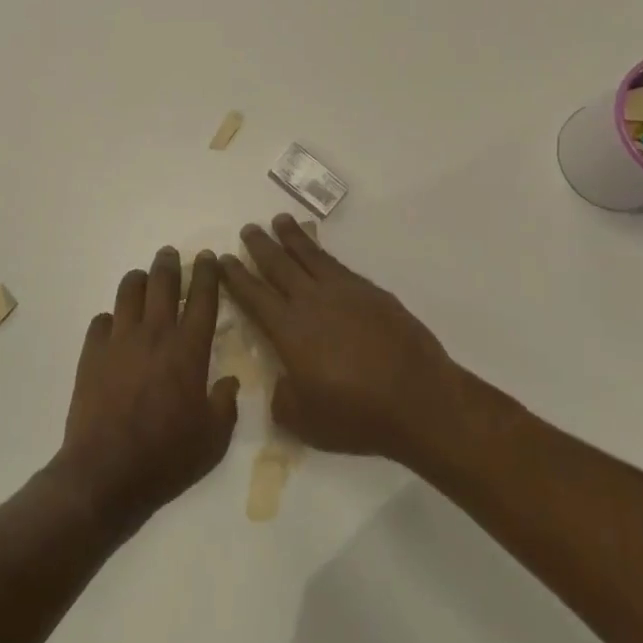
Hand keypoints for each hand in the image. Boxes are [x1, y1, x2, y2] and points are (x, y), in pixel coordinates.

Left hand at [50, 246, 239, 531]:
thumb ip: (225, 404)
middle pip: (161, 282)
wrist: (106, 474)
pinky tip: (115, 327)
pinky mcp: (91, 354)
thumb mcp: (214, 439)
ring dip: (138, 280)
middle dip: (168, 263)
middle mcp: (154, 334)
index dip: (206, 273)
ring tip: (143, 280)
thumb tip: (228, 381)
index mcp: (188, 350)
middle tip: (171, 255)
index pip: (202, 298)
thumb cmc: (167, 458)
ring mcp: (118, 341)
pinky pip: (101, 321)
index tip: (208, 257)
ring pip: (127, 291)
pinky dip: (112, 318)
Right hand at [221, 216, 464, 460]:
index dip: (235, 276)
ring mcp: (344, 293)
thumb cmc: (357, 415)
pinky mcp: (372, 293)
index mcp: (289, 330)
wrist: (419, 400)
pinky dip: (323, 252)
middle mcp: (312, 302)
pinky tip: (319, 251)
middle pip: (279, 265)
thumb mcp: (304, 421)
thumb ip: (283, 398)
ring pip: (310, 256)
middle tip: (248, 229)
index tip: (223, 259)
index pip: (253, 295)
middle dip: (260, 246)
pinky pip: (338, 264)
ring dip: (292, 237)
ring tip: (280, 221)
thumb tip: (282, 382)